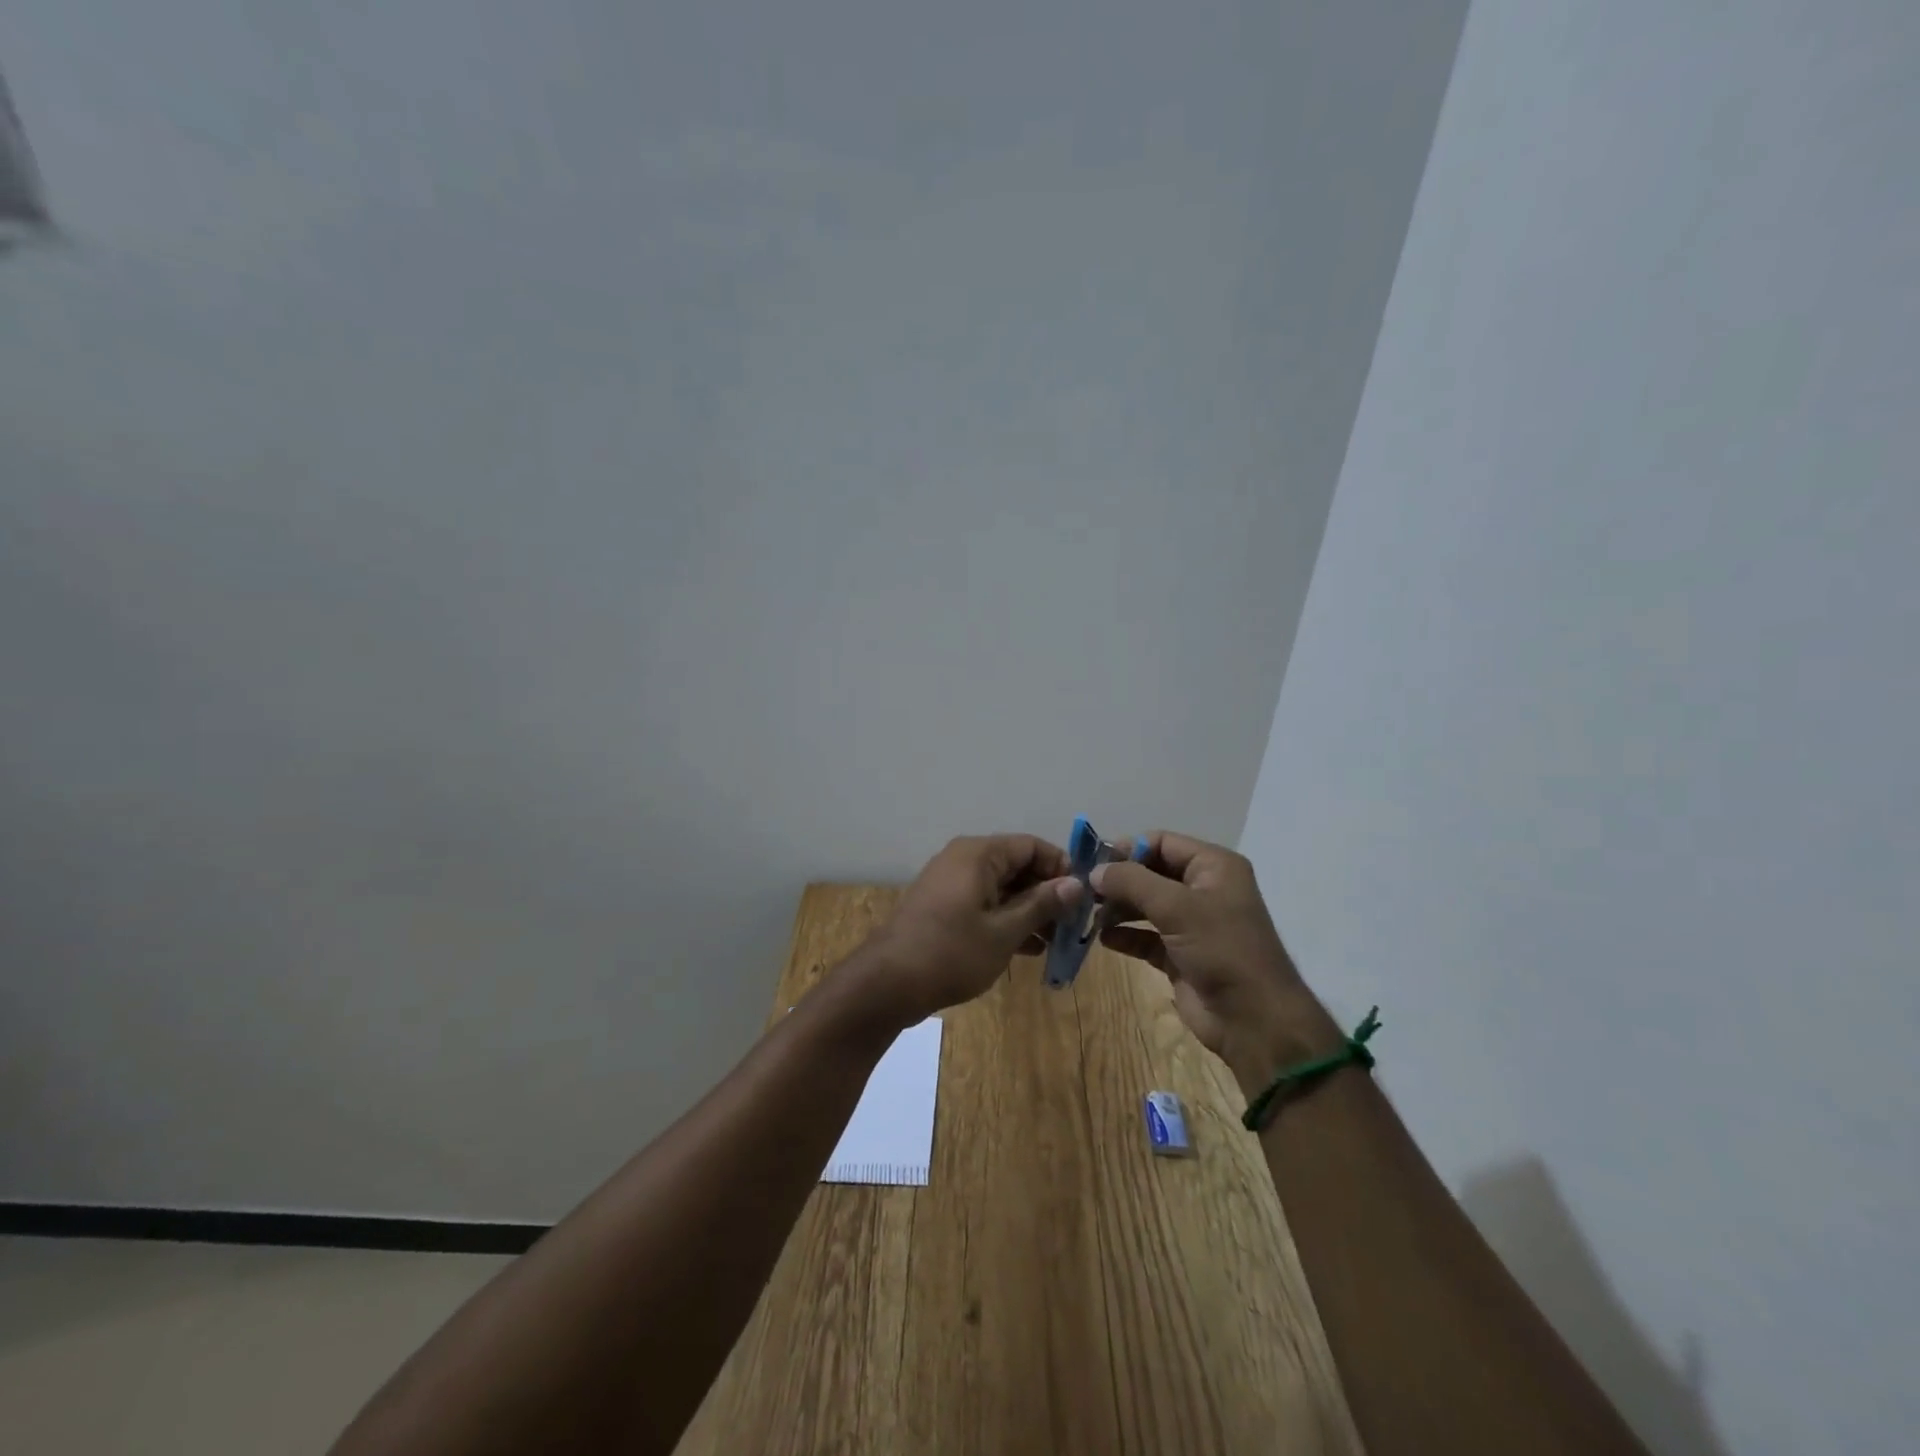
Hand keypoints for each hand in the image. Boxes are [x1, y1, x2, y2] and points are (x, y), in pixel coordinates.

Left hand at [849, 834, 1082, 1028]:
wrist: (887, 983)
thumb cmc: (950, 953)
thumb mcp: (1004, 931)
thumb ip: (1041, 904)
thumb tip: (1076, 884)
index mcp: (978, 854)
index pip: (1031, 846)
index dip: (1060, 868)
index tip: (1082, 898)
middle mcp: (963, 859)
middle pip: (1016, 866)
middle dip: (1046, 893)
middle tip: (1072, 925)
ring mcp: (950, 884)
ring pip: (1001, 888)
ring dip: (1028, 911)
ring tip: (1055, 942)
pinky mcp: (942, 907)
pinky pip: (983, 903)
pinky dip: (1005, 920)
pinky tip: (1027, 949)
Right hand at [1094, 831, 1334, 1078]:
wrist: (1254, 1020)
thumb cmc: (1222, 950)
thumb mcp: (1177, 907)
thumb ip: (1132, 881)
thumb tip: (1095, 871)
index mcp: (1213, 866)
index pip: (1161, 842)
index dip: (1127, 849)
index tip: (1092, 862)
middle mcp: (1203, 889)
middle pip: (1150, 872)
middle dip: (1118, 881)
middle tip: (1084, 891)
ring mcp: (1192, 924)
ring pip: (1145, 905)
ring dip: (1118, 908)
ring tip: (1090, 915)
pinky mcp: (1180, 955)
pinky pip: (1145, 936)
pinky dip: (1125, 935)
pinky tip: (1104, 939)